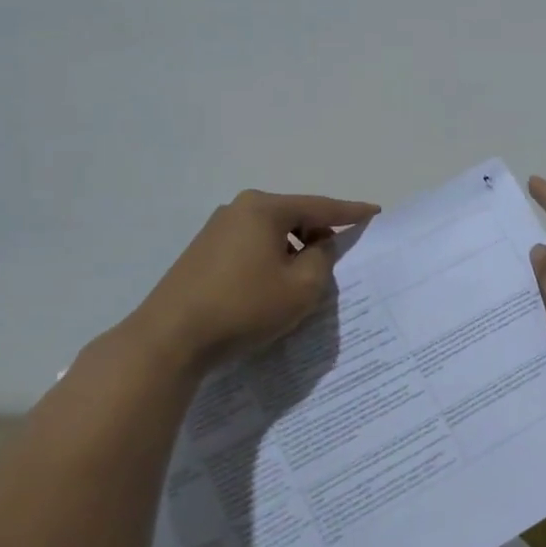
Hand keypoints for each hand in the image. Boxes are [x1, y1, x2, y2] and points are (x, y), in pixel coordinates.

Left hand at [126, 189, 378, 369]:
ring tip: (306, 280)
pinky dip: (271, 260)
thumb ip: (323, 259)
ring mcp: (216, 230)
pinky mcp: (202, 254)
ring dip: (293, 252)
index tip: (375, 212)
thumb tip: (320, 246)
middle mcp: (238, 209)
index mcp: (264, 209)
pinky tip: (273, 287)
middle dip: (318, 235)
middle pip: (294, 217)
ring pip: (271, 234)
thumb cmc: (244, 307)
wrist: (170, 339)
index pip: (320, 206)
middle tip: (339, 259)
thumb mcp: (301, 287)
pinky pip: (251, 248)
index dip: (351, 212)